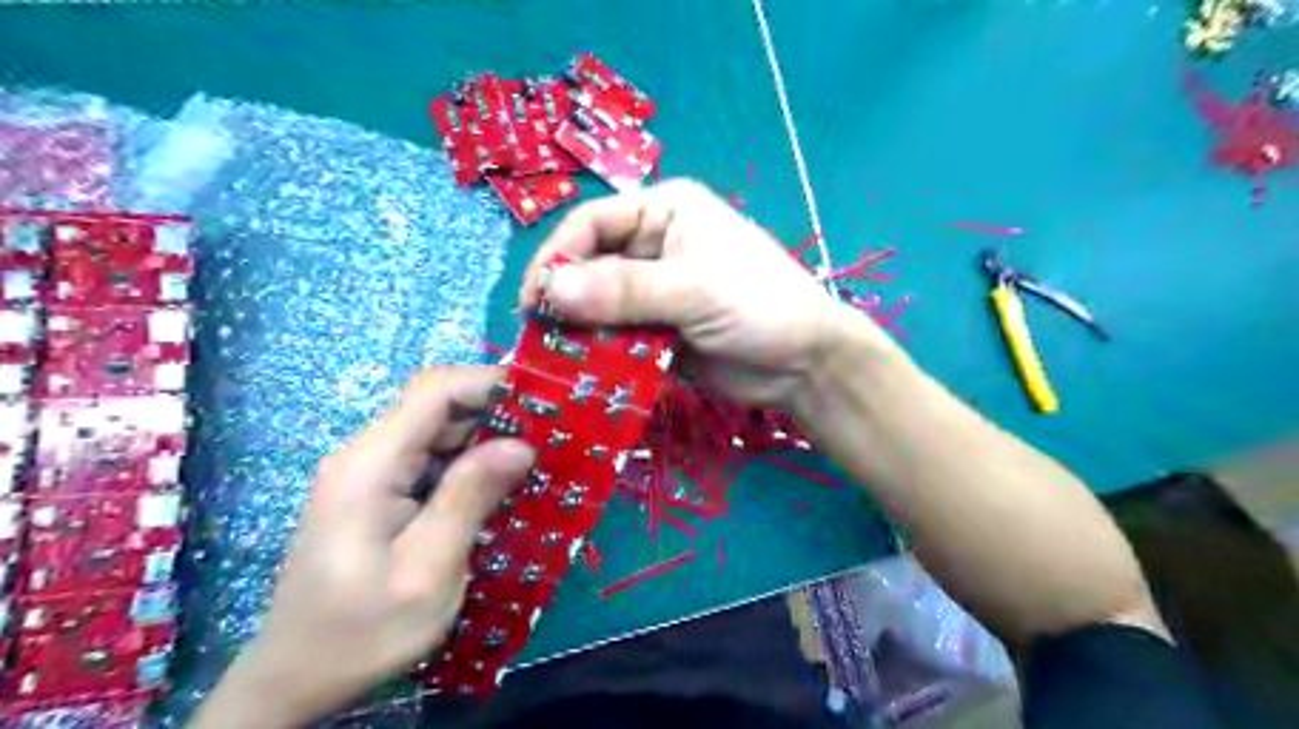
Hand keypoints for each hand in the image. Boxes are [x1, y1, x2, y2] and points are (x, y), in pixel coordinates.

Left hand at [191, 369, 534, 728]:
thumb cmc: (361, 632)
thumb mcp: (426, 571)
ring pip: (437, 432)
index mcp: (370, 464)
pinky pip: (430, 461)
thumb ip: (469, 499)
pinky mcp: (377, 494)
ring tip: (536, 456)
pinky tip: (499, 484)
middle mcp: (366, 456)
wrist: (294, 680)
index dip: (489, 382)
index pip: (435, 390)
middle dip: (496, 411)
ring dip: (486, 438)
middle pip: (437, 406)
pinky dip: (469, 464)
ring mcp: (369, 475)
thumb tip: (520, 445)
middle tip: (552, 433)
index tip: (542, 398)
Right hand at [519, 178, 893, 410]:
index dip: (557, 257)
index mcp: (665, 212)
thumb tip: (551, 292)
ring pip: (599, 306)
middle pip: (589, 266)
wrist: (805, 365)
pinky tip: (584, 372)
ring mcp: (655, 292)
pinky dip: (600, 353)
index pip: (591, 223)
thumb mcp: (695, 289)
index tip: (534, 300)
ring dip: (578, 331)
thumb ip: (625, 290)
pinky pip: (616, 337)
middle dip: (564, 299)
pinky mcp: (658, 331)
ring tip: (553, 359)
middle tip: (537, 336)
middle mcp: (654, 246)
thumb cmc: (760, 305)